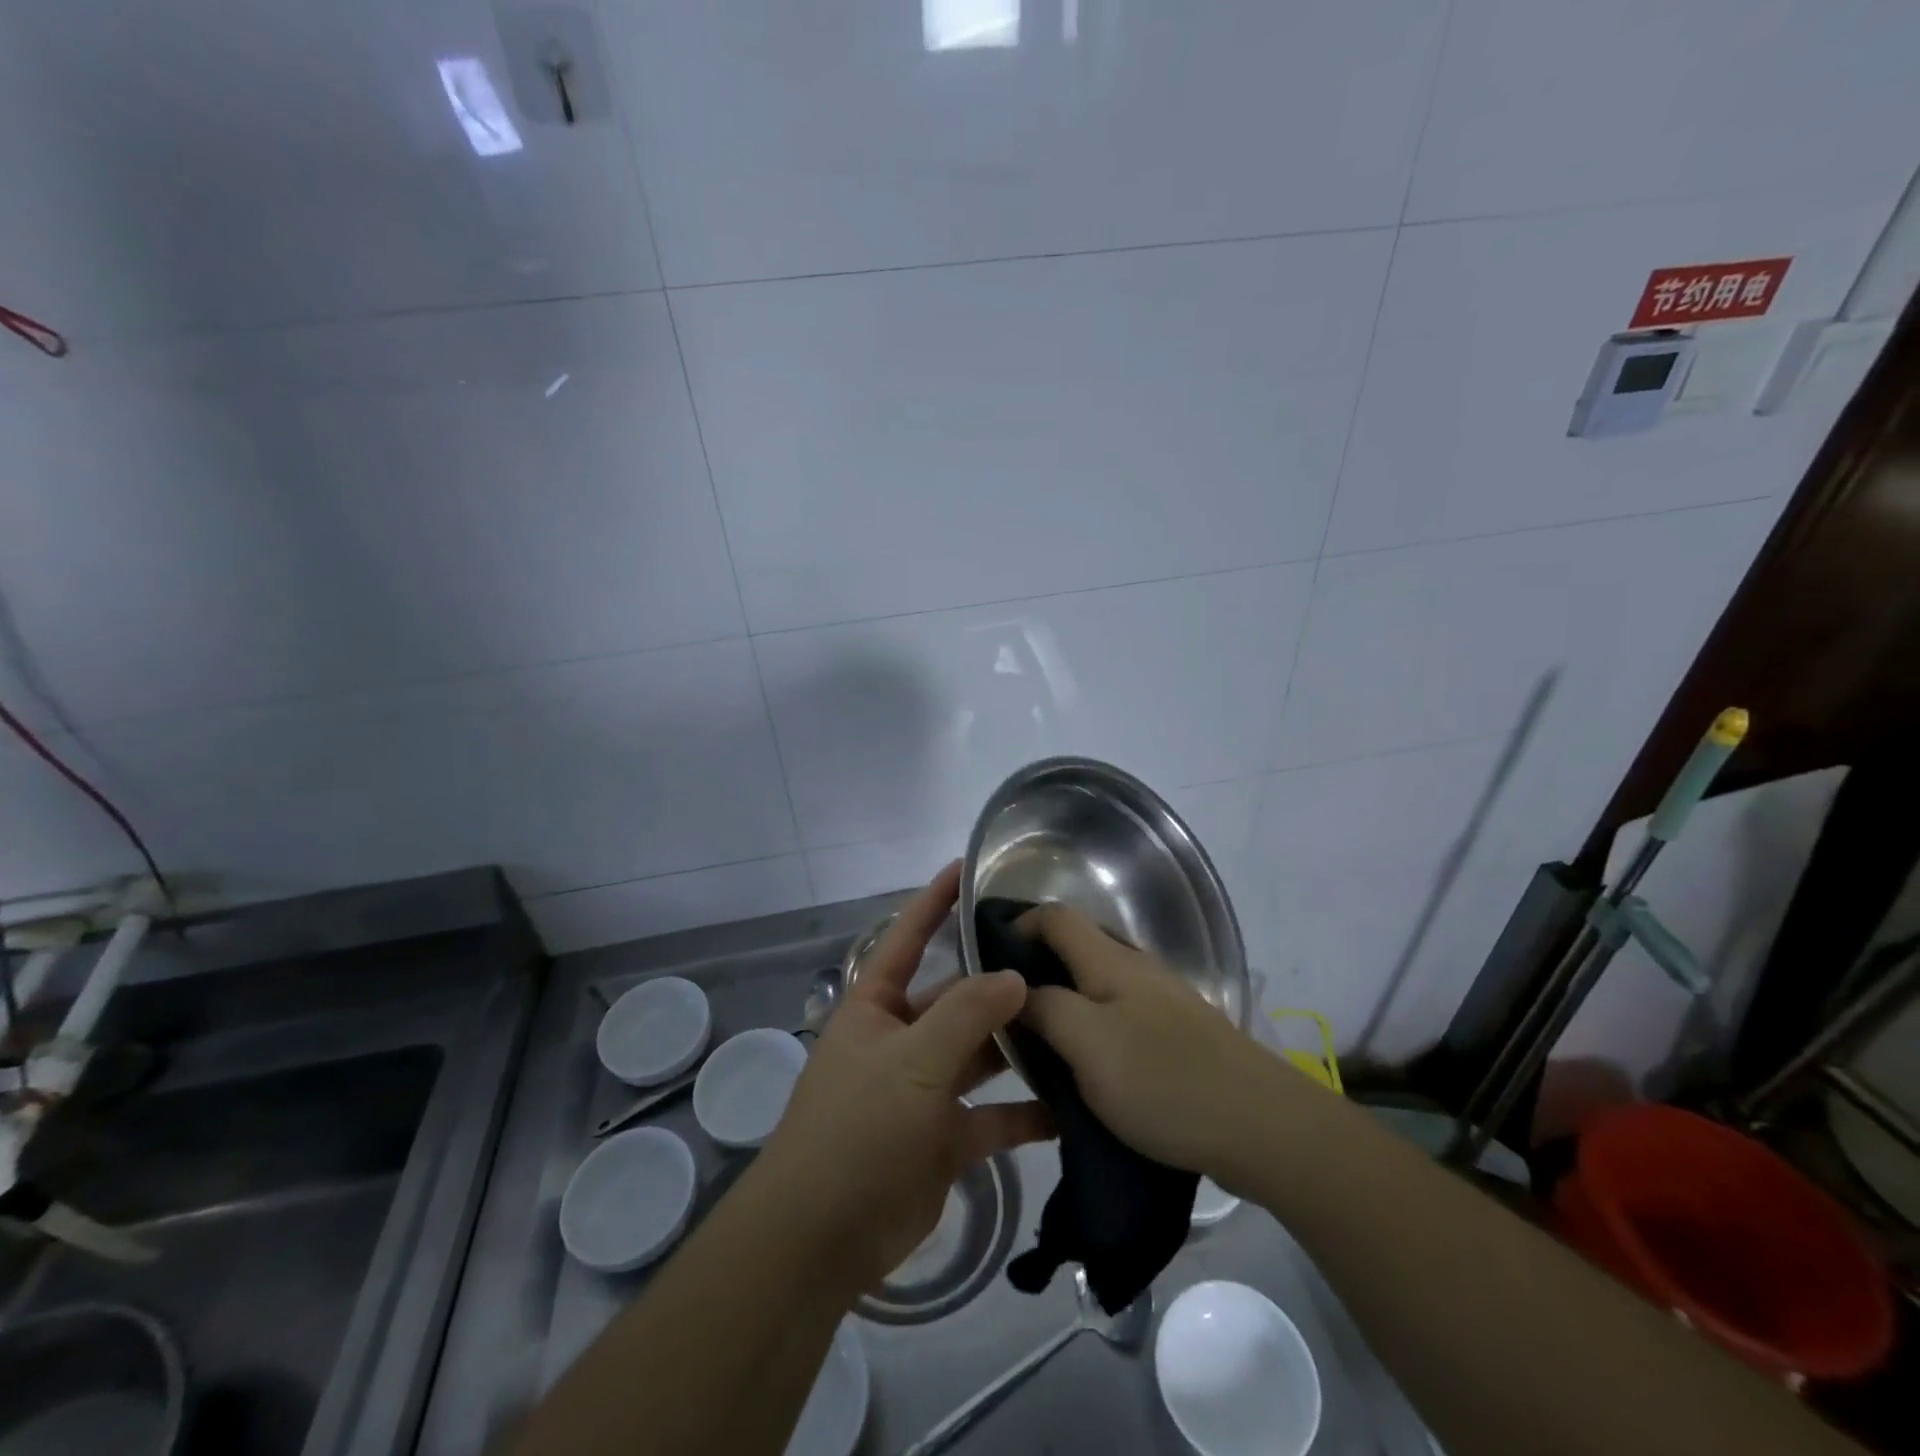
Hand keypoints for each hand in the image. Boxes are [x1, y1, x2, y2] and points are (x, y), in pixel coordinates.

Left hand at [756, 863, 1052, 1295]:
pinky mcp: (945, 1138)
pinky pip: (992, 1116)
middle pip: (957, 999)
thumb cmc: (857, 1128)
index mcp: (877, 1007)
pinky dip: (1025, 1113)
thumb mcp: (912, 1061)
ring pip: (980, 1055)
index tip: (967, 868)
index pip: (908, 938)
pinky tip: (1070, 1106)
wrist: (821, 1238)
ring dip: (1019, 1046)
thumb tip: (1015, 976)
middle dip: (999, 982)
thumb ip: (966, 1015)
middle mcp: (902, 1039)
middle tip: (1057, 959)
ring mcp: (924, 1089)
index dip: (934, 902)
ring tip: (1075, 1023)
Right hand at [1017, 904, 1290, 1181]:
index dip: (1017, 927)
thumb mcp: (1087, 1044)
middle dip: (1035, 972)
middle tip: (1006, 1014)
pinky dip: (1091, 1030)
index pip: (1053, 916)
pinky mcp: (1176, 1035)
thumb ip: (1045, 1009)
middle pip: (1074, 948)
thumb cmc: (1164, 1080)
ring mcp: (1160, 1001)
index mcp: (1110, 960)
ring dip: (1063, 1005)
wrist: (1261, 1126)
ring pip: (1095, 986)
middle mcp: (1135, 968)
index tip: (987, 966)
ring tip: (1038, 1046)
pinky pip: (1118, 1017)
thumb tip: (1017, 991)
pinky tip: (1085, 1069)